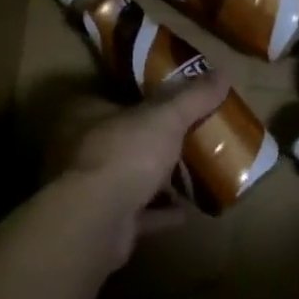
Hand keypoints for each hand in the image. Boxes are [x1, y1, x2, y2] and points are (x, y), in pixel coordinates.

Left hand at [48, 74, 231, 269]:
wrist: (96, 221)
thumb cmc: (124, 154)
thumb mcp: (165, 117)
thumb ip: (192, 97)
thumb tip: (221, 74)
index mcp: (83, 115)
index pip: (111, 99)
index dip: (141, 100)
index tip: (171, 104)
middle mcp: (78, 149)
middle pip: (121, 140)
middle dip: (152, 143)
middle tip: (187, 139)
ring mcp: (86, 189)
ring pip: (126, 179)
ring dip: (156, 181)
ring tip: (190, 175)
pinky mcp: (100, 223)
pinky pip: (135, 214)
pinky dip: (158, 213)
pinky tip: (185, 211)